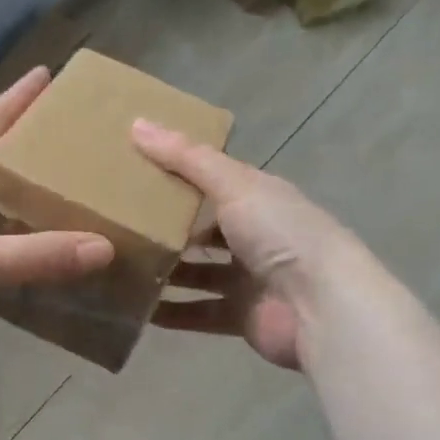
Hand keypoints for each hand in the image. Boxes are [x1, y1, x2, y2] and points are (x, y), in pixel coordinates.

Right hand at [132, 120, 365, 371]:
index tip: (133, 172)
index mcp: (259, 197)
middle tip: (117, 223)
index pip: (213, 180)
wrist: (321, 306)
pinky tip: (138, 309)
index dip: (177, 174)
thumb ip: (186, 158)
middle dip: (166, 227)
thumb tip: (136, 124)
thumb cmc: (280, 234)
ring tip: (120, 266)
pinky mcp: (242, 315)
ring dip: (166, 271)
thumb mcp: (232, 185)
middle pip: (203, 228)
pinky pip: (199, 312)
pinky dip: (172, 312)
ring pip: (198, 272)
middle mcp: (256, 235)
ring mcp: (250, 277)